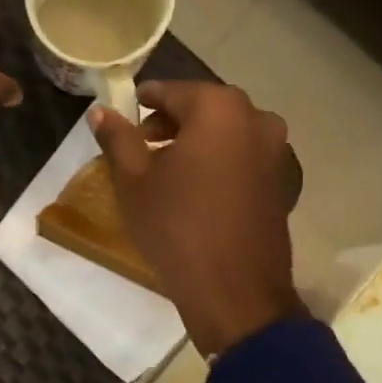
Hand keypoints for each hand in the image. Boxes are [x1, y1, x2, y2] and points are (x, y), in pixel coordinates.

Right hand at [90, 82, 305, 357]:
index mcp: (219, 108)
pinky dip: (218, 162)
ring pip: (225, 132)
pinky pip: (241, 156)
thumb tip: (101, 110)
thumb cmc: (177, 227)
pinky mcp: (281, 181)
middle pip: (202, 108)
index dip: (142, 103)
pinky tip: (196, 191)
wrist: (235, 291)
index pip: (171, 91)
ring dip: (195, 142)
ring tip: (166, 171)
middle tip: (141, 146)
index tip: (123, 118)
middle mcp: (255, 118)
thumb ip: (118, 138)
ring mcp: (275, 150)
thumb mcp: (134, 181)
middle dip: (170, 122)